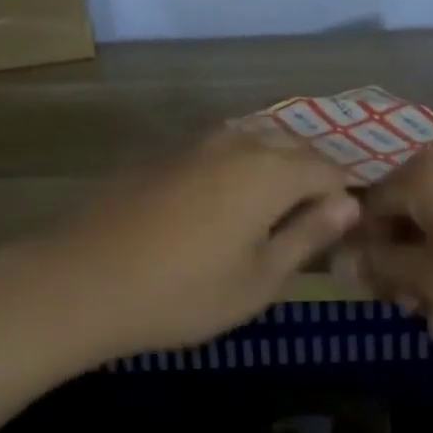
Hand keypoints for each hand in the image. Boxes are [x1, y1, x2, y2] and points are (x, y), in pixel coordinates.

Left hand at [9, 129, 361, 362]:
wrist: (84, 281)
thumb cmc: (184, 292)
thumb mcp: (260, 279)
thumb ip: (308, 235)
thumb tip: (348, 204)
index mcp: (270, 171)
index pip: (328, 169)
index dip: (342, 196)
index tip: (338, 231)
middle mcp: (239, 143)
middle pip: (293, 147)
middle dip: (311, 177)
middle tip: (308, 222)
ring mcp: (197, 143)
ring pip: (255, 140)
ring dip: (274, 166)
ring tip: (269, 210)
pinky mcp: (165, 153)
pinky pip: (220, 148)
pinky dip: (238, 166)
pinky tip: (221, 202)